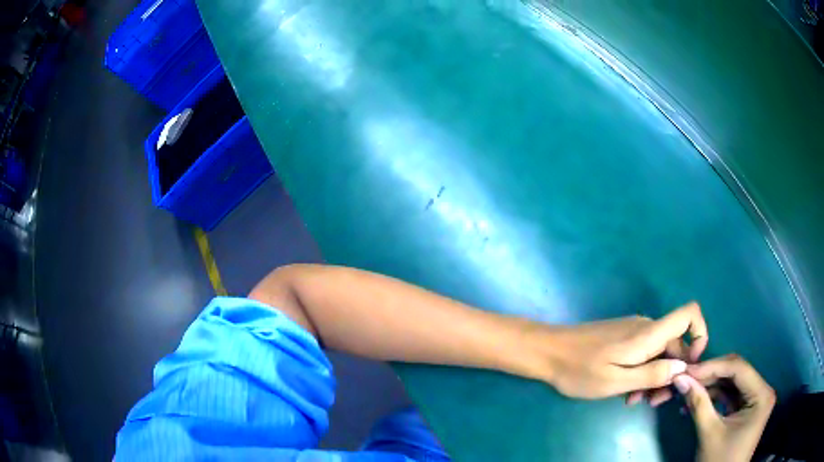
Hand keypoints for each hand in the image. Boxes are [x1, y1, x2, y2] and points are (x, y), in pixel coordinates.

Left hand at [531, 302, 707, 398]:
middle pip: (676, 344)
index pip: (689, 314)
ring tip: (635, 400)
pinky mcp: (623, 339)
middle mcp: (646, 327)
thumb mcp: (617, 380)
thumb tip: (683, 367)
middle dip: (672, 373)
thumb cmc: (580, 369)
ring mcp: (633, 332)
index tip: (691, 365)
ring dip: (655, 377)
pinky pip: (644, 354)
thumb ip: (652, 374)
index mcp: (649, 333)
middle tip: (654, 402)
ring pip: (659, 352)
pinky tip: (627, 392)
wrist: (547, 352)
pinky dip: (642, 372)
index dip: (700, 335)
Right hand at [674, 355, 775, 461]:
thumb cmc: (719, 461)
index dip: (712, 367)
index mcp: (761, 394)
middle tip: (685, 378)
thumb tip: (680, 378)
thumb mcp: (709, 434)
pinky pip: (730, 396)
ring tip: (687, 391)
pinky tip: (696, 402)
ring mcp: (755, 399)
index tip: (687, 371)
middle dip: (710, 375)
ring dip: (709, 386)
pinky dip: (713, 398)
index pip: (738, 369)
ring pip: (731, 383)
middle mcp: (762, 390)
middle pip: (736, 373)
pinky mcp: (747, 409)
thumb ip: (698, 404)